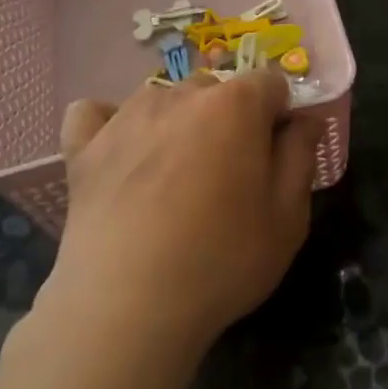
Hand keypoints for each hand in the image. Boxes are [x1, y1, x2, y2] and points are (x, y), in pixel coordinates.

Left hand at [41, 69, 321, 360]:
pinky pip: (95, 113)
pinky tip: (119, 152)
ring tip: (175, 174)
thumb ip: (301, 156)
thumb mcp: (287, 218)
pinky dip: (108, 124)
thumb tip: (304, 119)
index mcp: (235, 105)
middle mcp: (180, 95)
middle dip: (230, 118)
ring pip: (162, 98)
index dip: (279, 115)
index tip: (276, 155)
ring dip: (177, 121)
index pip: (270, 83)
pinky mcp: (83, 146)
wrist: (126, 305)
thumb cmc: (221, 261)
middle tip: (228, 174)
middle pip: (216, 88)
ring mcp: (125, 116)